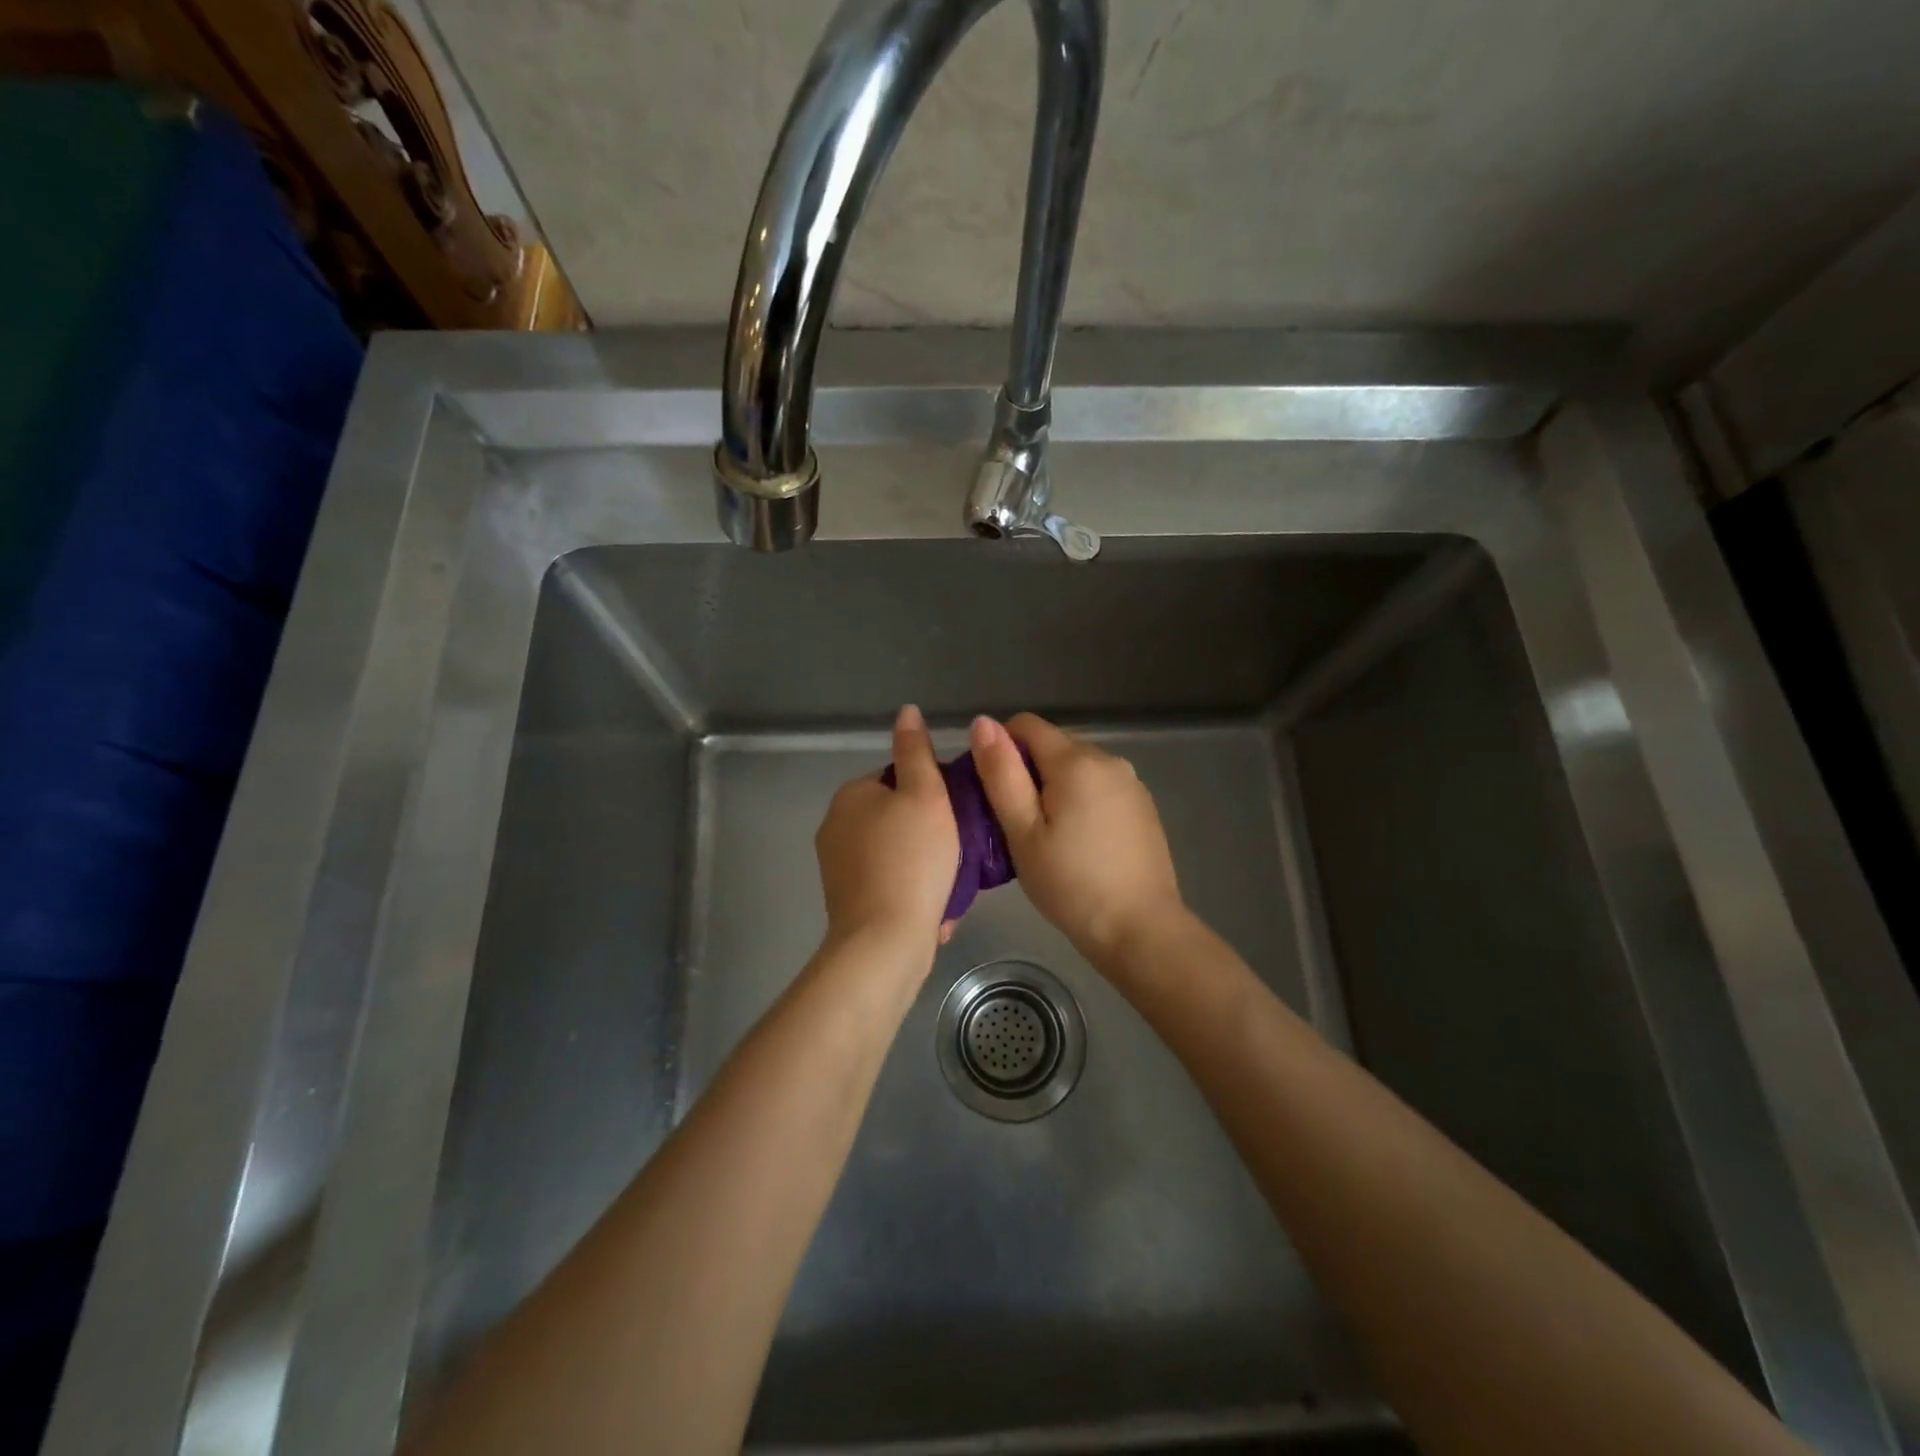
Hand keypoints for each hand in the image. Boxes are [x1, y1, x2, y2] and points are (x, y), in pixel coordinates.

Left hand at [815, 704, 960, 955]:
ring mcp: (837, 867)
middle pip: (895, 816)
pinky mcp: (846, 901)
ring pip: (894, 853)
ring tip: (951, 883)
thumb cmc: (912, 859)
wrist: (885, 941)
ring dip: (922, 865)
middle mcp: (835, 826)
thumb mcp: (926, 795)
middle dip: (927, 832)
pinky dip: (909, 890)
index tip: (957, 816)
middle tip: (960, 851)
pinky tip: (933, 908)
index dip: (932, 794)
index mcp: (851, 795)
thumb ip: (916, 751)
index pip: (897, 778)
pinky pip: (887, 884)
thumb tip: (906, 710)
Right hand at [969, 713, 1185, 965]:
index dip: (1000, 750)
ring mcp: (1131, 782)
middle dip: (1027, 772)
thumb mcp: (1022, 832)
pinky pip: (1098, 786)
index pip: (1025, 724)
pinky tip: (1078, 843)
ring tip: (1046, 838)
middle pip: (1052, 745)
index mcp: (1076, 760)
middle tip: (1016, 825)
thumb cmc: (1070, 884)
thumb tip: (983, 722)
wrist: (1140, 929)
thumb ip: (1001, 774)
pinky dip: (1080, 801)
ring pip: (1076, 767)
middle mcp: (1108, 759)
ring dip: (1054, 788)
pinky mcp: (1142, 806)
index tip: (993, 793)